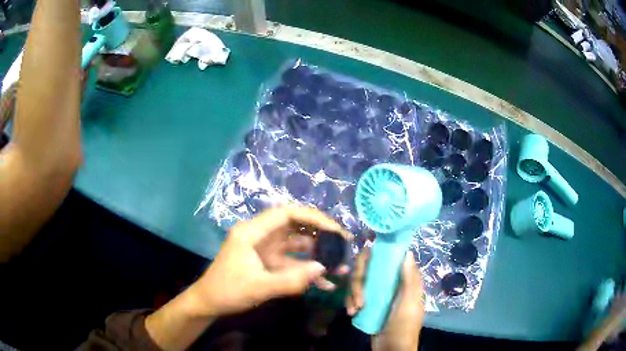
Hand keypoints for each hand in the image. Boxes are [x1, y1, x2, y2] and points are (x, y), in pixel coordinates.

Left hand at [186, 205, 351, 317]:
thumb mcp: (259, 287)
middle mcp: (261, 235)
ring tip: (341, 266)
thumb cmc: (228, 291)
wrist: (210, 303)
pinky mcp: (269, 263)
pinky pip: (293, 263)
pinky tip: (326, 283)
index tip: (335, 230)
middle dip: (321, 236)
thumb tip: (324, 268)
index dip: (314, 217)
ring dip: (318, 255)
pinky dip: (308, 271)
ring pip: (297, 246)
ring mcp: (266, 250)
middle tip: (344, 245)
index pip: (287, 213)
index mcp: (252, 232)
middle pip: (296, 227)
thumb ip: (292, 280)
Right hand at [347, 249, 423, 350]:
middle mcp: (390, 283)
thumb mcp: (409, 304)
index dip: (378, 256)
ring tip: (354, 309)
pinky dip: (350, 301)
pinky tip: (351, 312)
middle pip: (370, 269)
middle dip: (358, 282)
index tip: (366, 259)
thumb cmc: (403, 326)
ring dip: (353, 294)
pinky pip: (355, 294)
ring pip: (360, 281)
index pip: (391, 259)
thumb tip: (408, 253)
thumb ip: (409, 280)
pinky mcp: (367, 303)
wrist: (391, 350)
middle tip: (358, 299)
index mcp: (404, 281)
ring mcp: (377, 293)